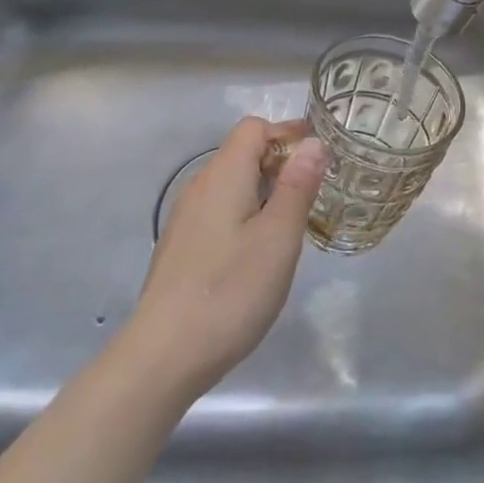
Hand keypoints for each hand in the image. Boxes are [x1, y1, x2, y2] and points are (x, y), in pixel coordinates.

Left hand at [123, 117, 327, 401]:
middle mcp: (199, 186)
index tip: (320, 158)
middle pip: (241, 153)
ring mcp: (185, 217)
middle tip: (315, 195)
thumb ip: (298, 186)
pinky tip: (258, 252)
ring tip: (292, 225)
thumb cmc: (230, 291)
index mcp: (223, 175)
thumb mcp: (279, 237)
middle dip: (280, 163)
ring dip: (264, 190)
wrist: (163, 355)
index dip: (288, 133)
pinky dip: (245, 214)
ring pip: (231, 184)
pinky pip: (219, 210)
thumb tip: (313, 142)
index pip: (254, 128)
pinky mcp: (180, 246)